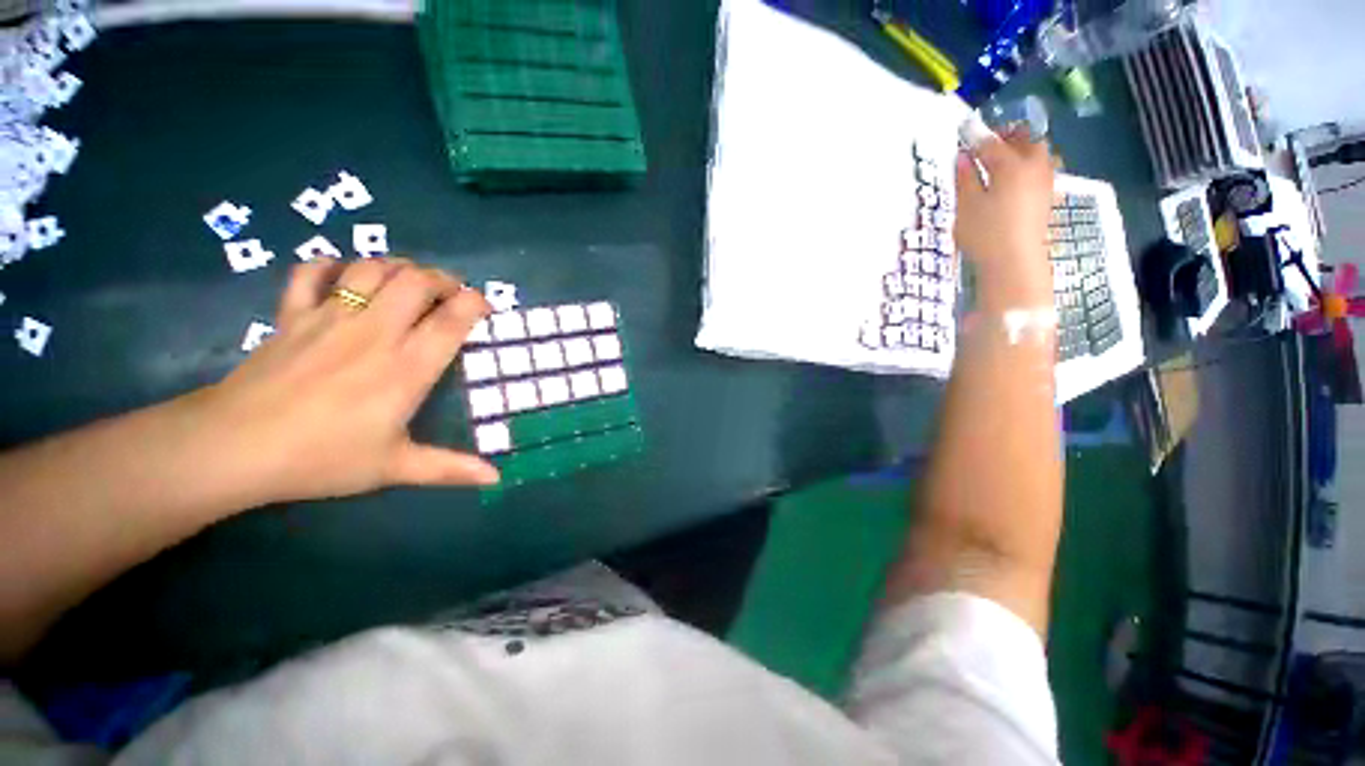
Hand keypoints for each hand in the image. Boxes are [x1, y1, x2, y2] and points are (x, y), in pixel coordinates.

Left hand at [189, 258, 499, 507]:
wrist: (234, 448)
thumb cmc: (321, 458)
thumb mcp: (393, 467)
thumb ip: (449, 469)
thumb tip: (495, 479)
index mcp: (406, 367)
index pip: (452, 319)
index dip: (476, 304)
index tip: (485, 308)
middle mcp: (375, 332)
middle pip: (416, 281)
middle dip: (442, 279)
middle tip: (450, 294)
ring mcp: (330, 318)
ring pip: (372, 269)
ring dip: (398, 267)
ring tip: (408, 282)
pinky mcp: (292, 315)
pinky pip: (311, 271)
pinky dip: (331, 266)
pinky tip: (343, 277)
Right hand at [955, 127, 1055, 309]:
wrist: (1015, 263)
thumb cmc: (986, 233)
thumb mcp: (967, 206)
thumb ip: (965, 179)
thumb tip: (962, 158)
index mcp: (1011, 164)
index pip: (991, 143)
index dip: (975, 137)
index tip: (964, 132)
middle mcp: (1033, 166)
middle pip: (1025, 139)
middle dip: (1007, 135)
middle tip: (988, 143)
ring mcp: (1044, 181)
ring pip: (1037, 152)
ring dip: (1021, 149)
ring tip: (1003, 158)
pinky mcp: (1047, 197)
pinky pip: (1041, 169)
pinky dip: (1028, 165)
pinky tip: (1015, 178)